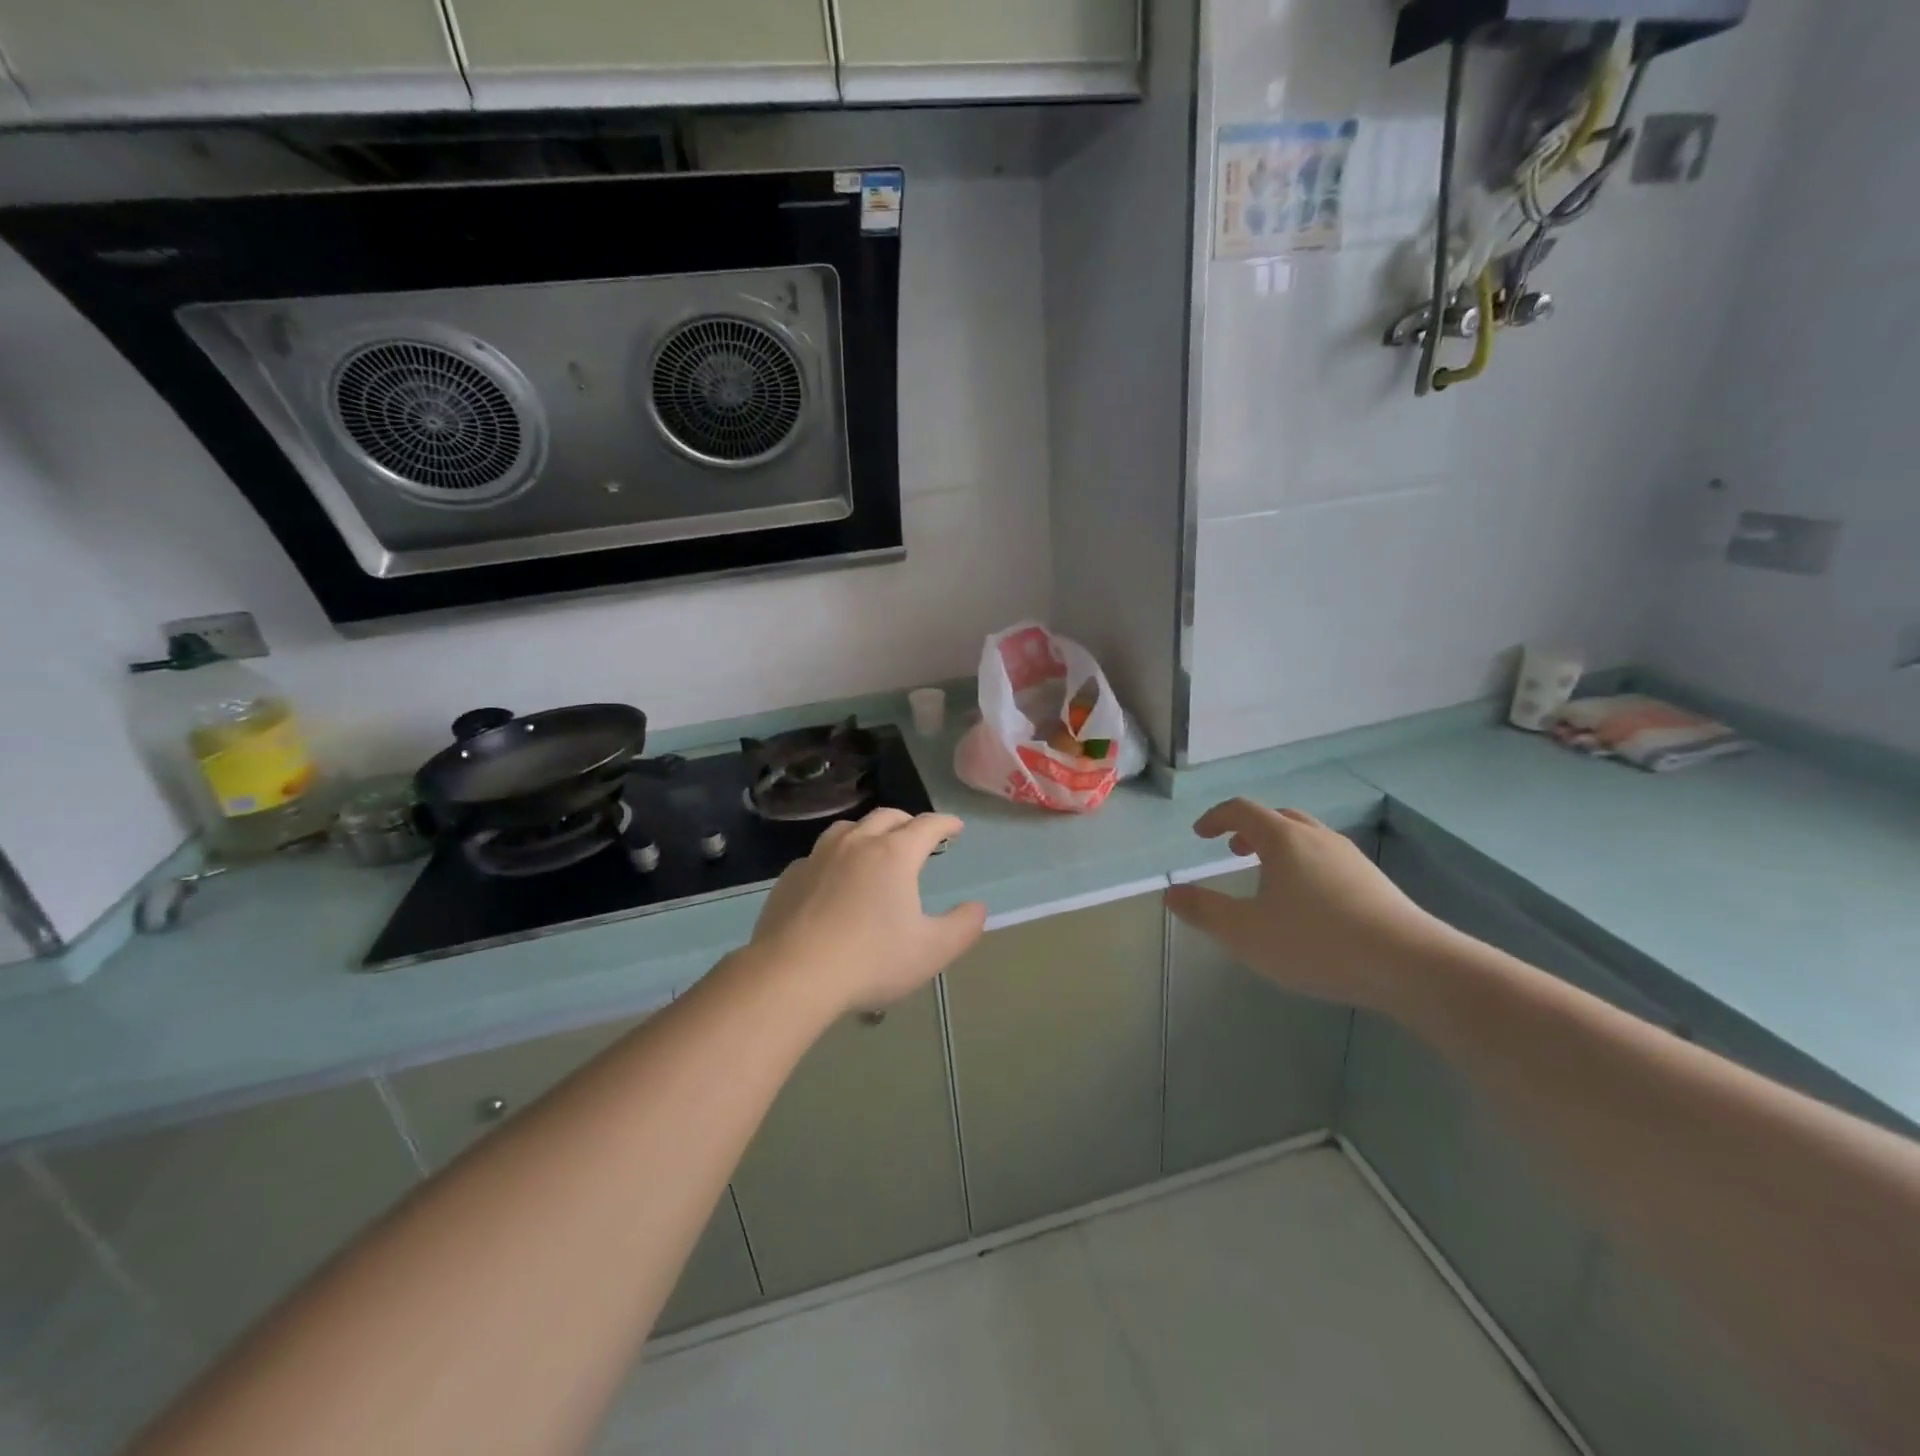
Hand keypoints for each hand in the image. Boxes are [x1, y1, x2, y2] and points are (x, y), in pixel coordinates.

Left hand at [748, 809, 986, 1015]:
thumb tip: (978, 908)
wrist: (792, 974)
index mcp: (894, 854)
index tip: (955, 827)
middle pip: (886, 817)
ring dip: (868, 831)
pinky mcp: (790, 877)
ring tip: (874, 847)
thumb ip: (962, 927)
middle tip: (917, 835)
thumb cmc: (871, 960)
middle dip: (907, 821)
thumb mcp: (931, 951)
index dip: (945, 823)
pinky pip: (818, 854)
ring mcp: (818, 857)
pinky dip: (835, 857)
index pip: (927, 825)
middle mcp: (856, 843)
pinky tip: (833, 878)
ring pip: (848, 828)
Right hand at [1165, 800, 1442, 1012]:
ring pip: (1307, 837)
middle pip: (1278, 818)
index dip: (1216, 818)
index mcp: (1283, 839)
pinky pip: (1328, 859)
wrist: (1411, 965)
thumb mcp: (1246, 933)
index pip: (1242, 810)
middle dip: (1250, 830)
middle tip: (1233, 851)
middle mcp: (1317, 838)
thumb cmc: (1317, 943)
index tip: (1200, 835)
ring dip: (1280, 847)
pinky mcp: (1374, 883)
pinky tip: (1308, 904)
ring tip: (1268, 878)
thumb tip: (1171, 893)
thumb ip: (1204, 911)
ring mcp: (1351, 858)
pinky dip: (1305, 865)